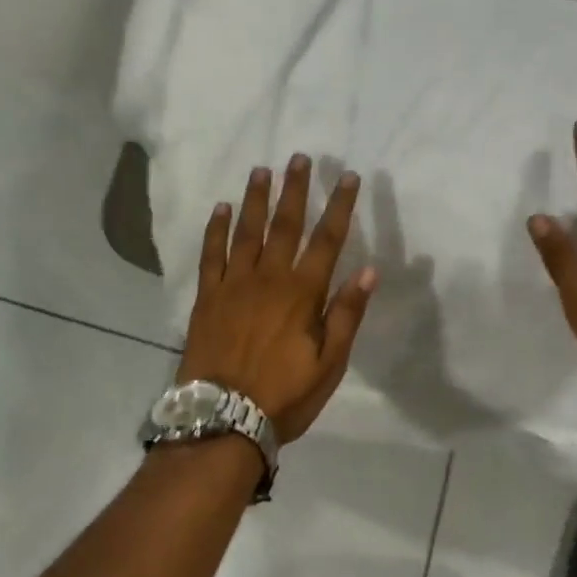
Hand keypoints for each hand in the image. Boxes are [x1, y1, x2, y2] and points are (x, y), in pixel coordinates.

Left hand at [178, 155, 377, 443]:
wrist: (222, 419)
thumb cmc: (283, 395)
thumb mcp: (329, 364)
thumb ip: (346, 314)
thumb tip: (368, 269)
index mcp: (302, 293)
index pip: (327, 239)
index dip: (339, 206)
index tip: (346, 176)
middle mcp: (268, 278)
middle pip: (285, 224)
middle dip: (294, 189)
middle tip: (298, 157)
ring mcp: (234, 284)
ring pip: (246, 231)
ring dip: (256, 199)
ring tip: (261, 170)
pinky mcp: (207, 296)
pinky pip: (211, 254)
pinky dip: (216, 229)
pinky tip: (221, 208)